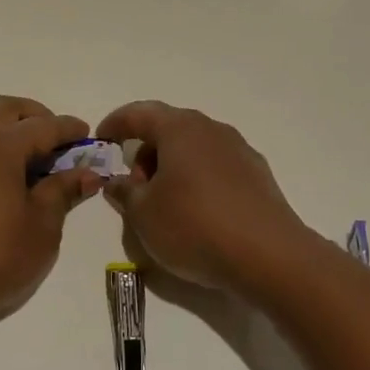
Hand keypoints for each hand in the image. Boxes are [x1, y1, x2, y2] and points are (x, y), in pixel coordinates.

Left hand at [0, 96, 103, 337]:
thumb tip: (88, 173)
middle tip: (61, 143)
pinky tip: (7, 174)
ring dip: (12, 127)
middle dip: (38, 117)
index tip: (90, 136)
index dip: (70, 129)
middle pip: (10, 109)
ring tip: (35, 159)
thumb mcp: (42, 226)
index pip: (44, 125)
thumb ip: (63, 190)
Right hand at [96, 100, 315, 297]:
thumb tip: (116, 181)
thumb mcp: (143, 214)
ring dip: (172, 168)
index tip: (101, 139)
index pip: (139, 113)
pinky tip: (196, 213)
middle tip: (133, 186)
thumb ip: (124, 192)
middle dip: (145, 152)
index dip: (115, 124)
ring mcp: (239, 151)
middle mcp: (212, 130)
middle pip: (169, 129)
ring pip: (194, 149)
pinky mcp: (258, 176)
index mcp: (180, 128)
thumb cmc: (194, 226)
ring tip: (163, 205)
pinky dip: (197, 180)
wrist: (269, 256)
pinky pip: (215, 168)